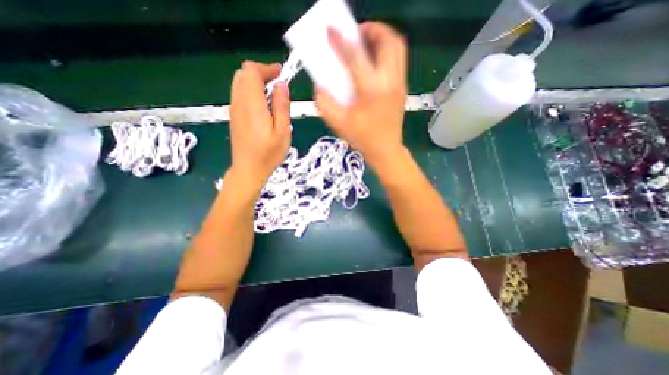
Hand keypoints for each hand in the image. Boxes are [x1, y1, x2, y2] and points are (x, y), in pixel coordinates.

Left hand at [230, 61, 289, 190]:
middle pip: (243, 74)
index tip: (282, 75)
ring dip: (257, 83)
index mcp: (252, 105)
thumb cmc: (269, 154)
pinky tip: (264, 108)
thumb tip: (281, 85)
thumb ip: (281, 106)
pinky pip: (240, 94)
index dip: (266, 68)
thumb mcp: (283, 132)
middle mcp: (239, 102)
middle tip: (279, 87)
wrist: (248, 170)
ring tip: (273, 97)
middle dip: (262, 74)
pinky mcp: (234, 116)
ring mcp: (234, 109)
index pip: (251, 71)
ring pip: (240, 83)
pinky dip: (252, 93)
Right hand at [316, 20, 406, 162]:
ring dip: (382, 36)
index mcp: (370, 91)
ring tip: (366, 41)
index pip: (355, 56)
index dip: (341, 40)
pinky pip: (399, 58)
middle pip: (387, 41)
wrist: (385, 149)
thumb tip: (320, 85)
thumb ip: (324, 102)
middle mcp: (389, 82)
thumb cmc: (362, 138)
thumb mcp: (338, 123)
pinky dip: (388, 49)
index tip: (330, 30)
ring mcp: (399, 84)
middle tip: (355, 33)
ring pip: (397, 46)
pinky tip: (375, 59)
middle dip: (370, 28)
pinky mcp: (403, 87)